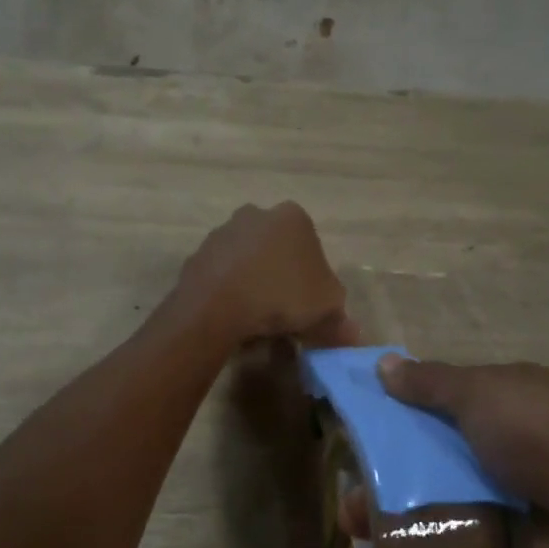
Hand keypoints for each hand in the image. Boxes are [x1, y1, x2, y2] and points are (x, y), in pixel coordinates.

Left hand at [174, 202, 361, 348]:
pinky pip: (221, 275)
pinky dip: (228, 291)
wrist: (215, 306)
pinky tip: (233, 316)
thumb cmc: (281, 296)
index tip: (310, 306)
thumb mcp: (326, 309)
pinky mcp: (197, 255)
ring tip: (257, 318)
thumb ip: (341, 318)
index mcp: (293, 217)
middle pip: (277, 249)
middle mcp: (256, 215)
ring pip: (247, 260)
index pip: (312, 246)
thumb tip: (351, 333)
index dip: (314, 279)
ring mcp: (222, 232)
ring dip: (253, 281)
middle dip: (281, 276)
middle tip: (285, 312)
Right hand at [361, 358, 548, 547]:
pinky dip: (416, 539)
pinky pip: (447, 534)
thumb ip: (432, 384)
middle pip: (425, 447)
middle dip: (382, 460)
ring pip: (431, 492)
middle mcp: (493, 441)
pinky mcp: (497, 541)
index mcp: (496, 398)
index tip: (349, 417)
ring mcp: (496, 492)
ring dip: (391, 503)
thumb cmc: (546, 436)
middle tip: (340, 477)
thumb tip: (383, 364)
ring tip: (349, 520)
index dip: (392, 403)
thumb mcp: (485, 395)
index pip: (431, 396)